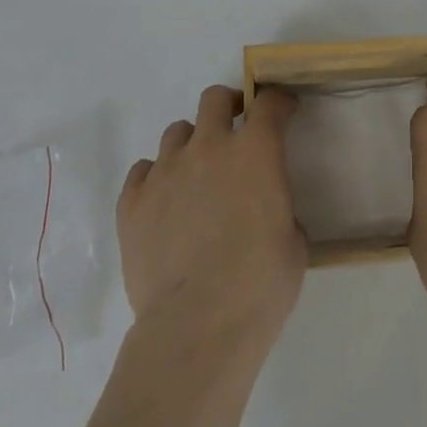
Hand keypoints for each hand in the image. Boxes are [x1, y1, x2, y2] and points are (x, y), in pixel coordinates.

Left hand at [119, 86, 306, 346]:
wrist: (196, 328)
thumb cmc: (259, 285)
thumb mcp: (293, 242)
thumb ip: (279, 208)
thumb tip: (266, 211)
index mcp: (255, 152)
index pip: (270, 103)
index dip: (279, 102)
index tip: (284, 111)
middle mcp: (208, 148)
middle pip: (214, 99)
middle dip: (229, 106)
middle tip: (236, 131)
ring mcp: (165, 172)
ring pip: (176, 132)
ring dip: (192, 144)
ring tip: (197, 175)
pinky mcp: (132, 203)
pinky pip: (142, 171)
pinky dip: (156, 178)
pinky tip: (164, 203)